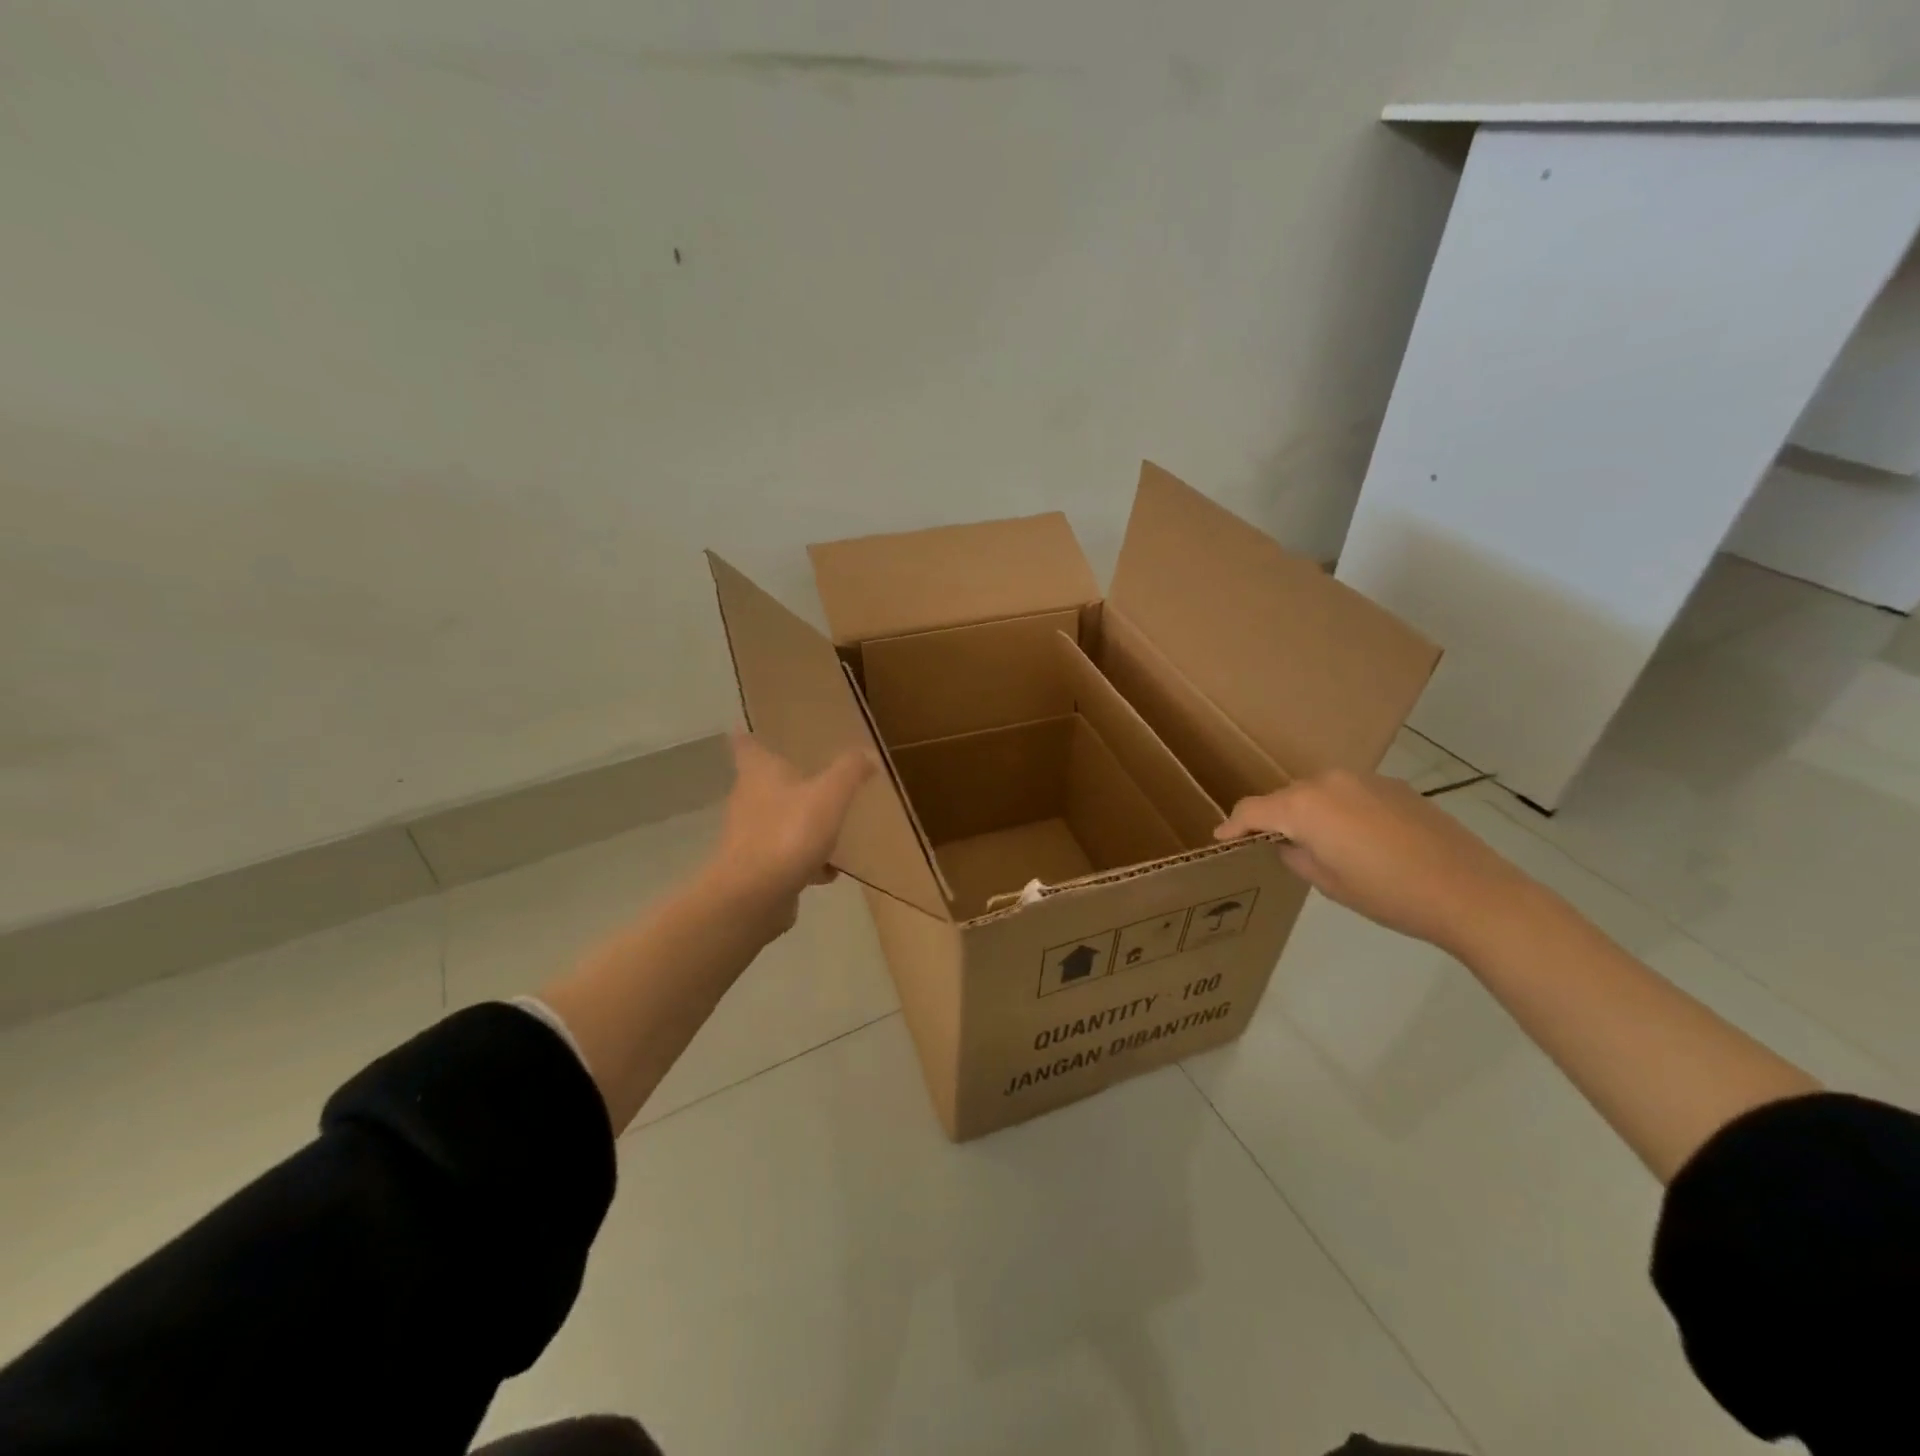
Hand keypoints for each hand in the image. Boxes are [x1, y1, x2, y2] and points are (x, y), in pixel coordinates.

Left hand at [703, 729, 875, 934]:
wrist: (754, 896)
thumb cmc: (788, 832)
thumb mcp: (830, 795)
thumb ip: (849, 771)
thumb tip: (867, 754)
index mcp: (759, 774)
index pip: (746, 746)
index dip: (748, 737)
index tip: (747, 729)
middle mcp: (747, 801)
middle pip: (762, 784)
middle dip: (784, 781)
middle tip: (811, 775)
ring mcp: (749, 838)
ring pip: (776, 822)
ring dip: (799, 823)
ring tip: (830, 826)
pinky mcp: (756, 870)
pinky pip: (785, 857)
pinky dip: (805, 860)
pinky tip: (829, 872)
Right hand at [1213, 769, 1532, 952]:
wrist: (1470, 892)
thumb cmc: (1388, 893)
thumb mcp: (1328, 883)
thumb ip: (1296, 856)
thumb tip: (1289, 844)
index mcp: (1304, 806)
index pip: (1253, 810)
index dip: (1233, 826)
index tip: (1221, 839)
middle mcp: (1328, 782)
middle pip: (1285, 797)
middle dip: (1273, 819)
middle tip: (1272, 847)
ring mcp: (1363, 779)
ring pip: (1318, 793)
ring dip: (1308, 813)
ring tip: (1318, 844)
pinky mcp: (1393, 786)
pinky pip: (1349, 794)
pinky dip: (1340, 811)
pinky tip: (1358, 839)